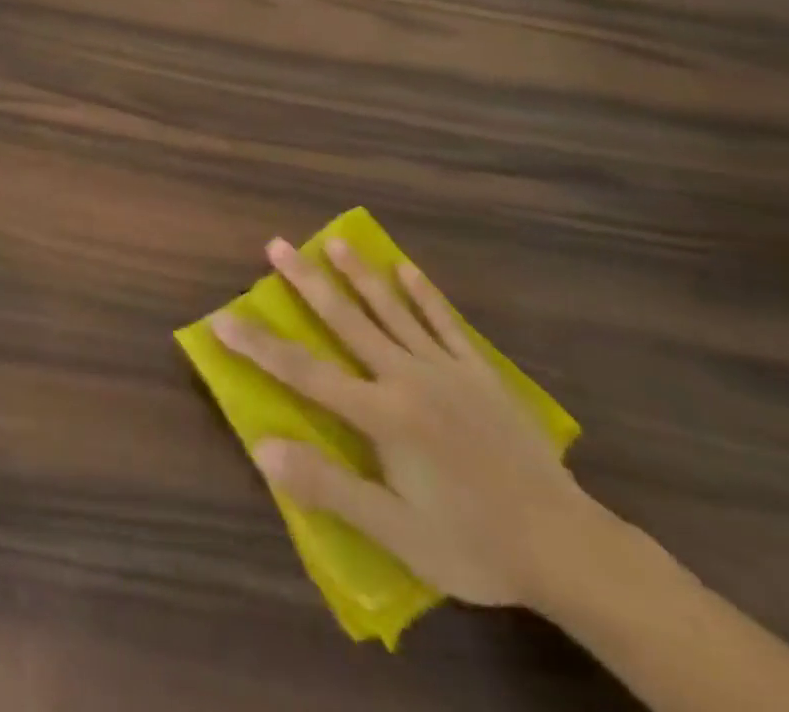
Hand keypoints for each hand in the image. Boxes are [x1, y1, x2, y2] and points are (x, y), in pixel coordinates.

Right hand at [212, 238, 601, 609]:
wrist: (565, 547)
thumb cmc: (472, 543)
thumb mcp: (395, 531)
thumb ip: (329, 486)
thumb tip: (264, 447)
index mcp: (382, 415)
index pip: (305, 372)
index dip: (260, 345)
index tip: (224, 318)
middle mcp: (407, 377)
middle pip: (346, 321)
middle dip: (305, 282)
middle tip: (275, 246)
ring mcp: (445, 369)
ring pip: (391, 310)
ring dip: (359, 274)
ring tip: (332, 241)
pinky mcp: (479, 372)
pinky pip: (445, 322)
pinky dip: (423, 294)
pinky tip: (406, 268)